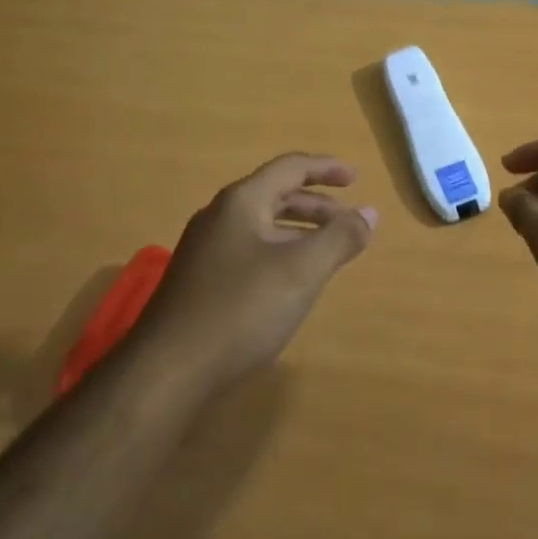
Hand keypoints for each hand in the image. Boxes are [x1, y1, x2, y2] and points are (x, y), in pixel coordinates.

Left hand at [131, 153, 377, 386]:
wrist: (169, 370)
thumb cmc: (241, 309)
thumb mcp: (302, 270)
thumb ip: (339, 238)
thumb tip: (369, 213)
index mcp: (241, 202)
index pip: (289, 168)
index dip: (325, 169)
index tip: (355, 178)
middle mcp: (219, 218)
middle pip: (275, 195)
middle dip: (317, 205)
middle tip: (350, 221)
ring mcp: (206, 250)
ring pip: (262, 226)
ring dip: (299, 231)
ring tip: (329, 251)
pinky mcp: (201, 281)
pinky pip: (249, 251)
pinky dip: (280, 253)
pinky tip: (291, 281)